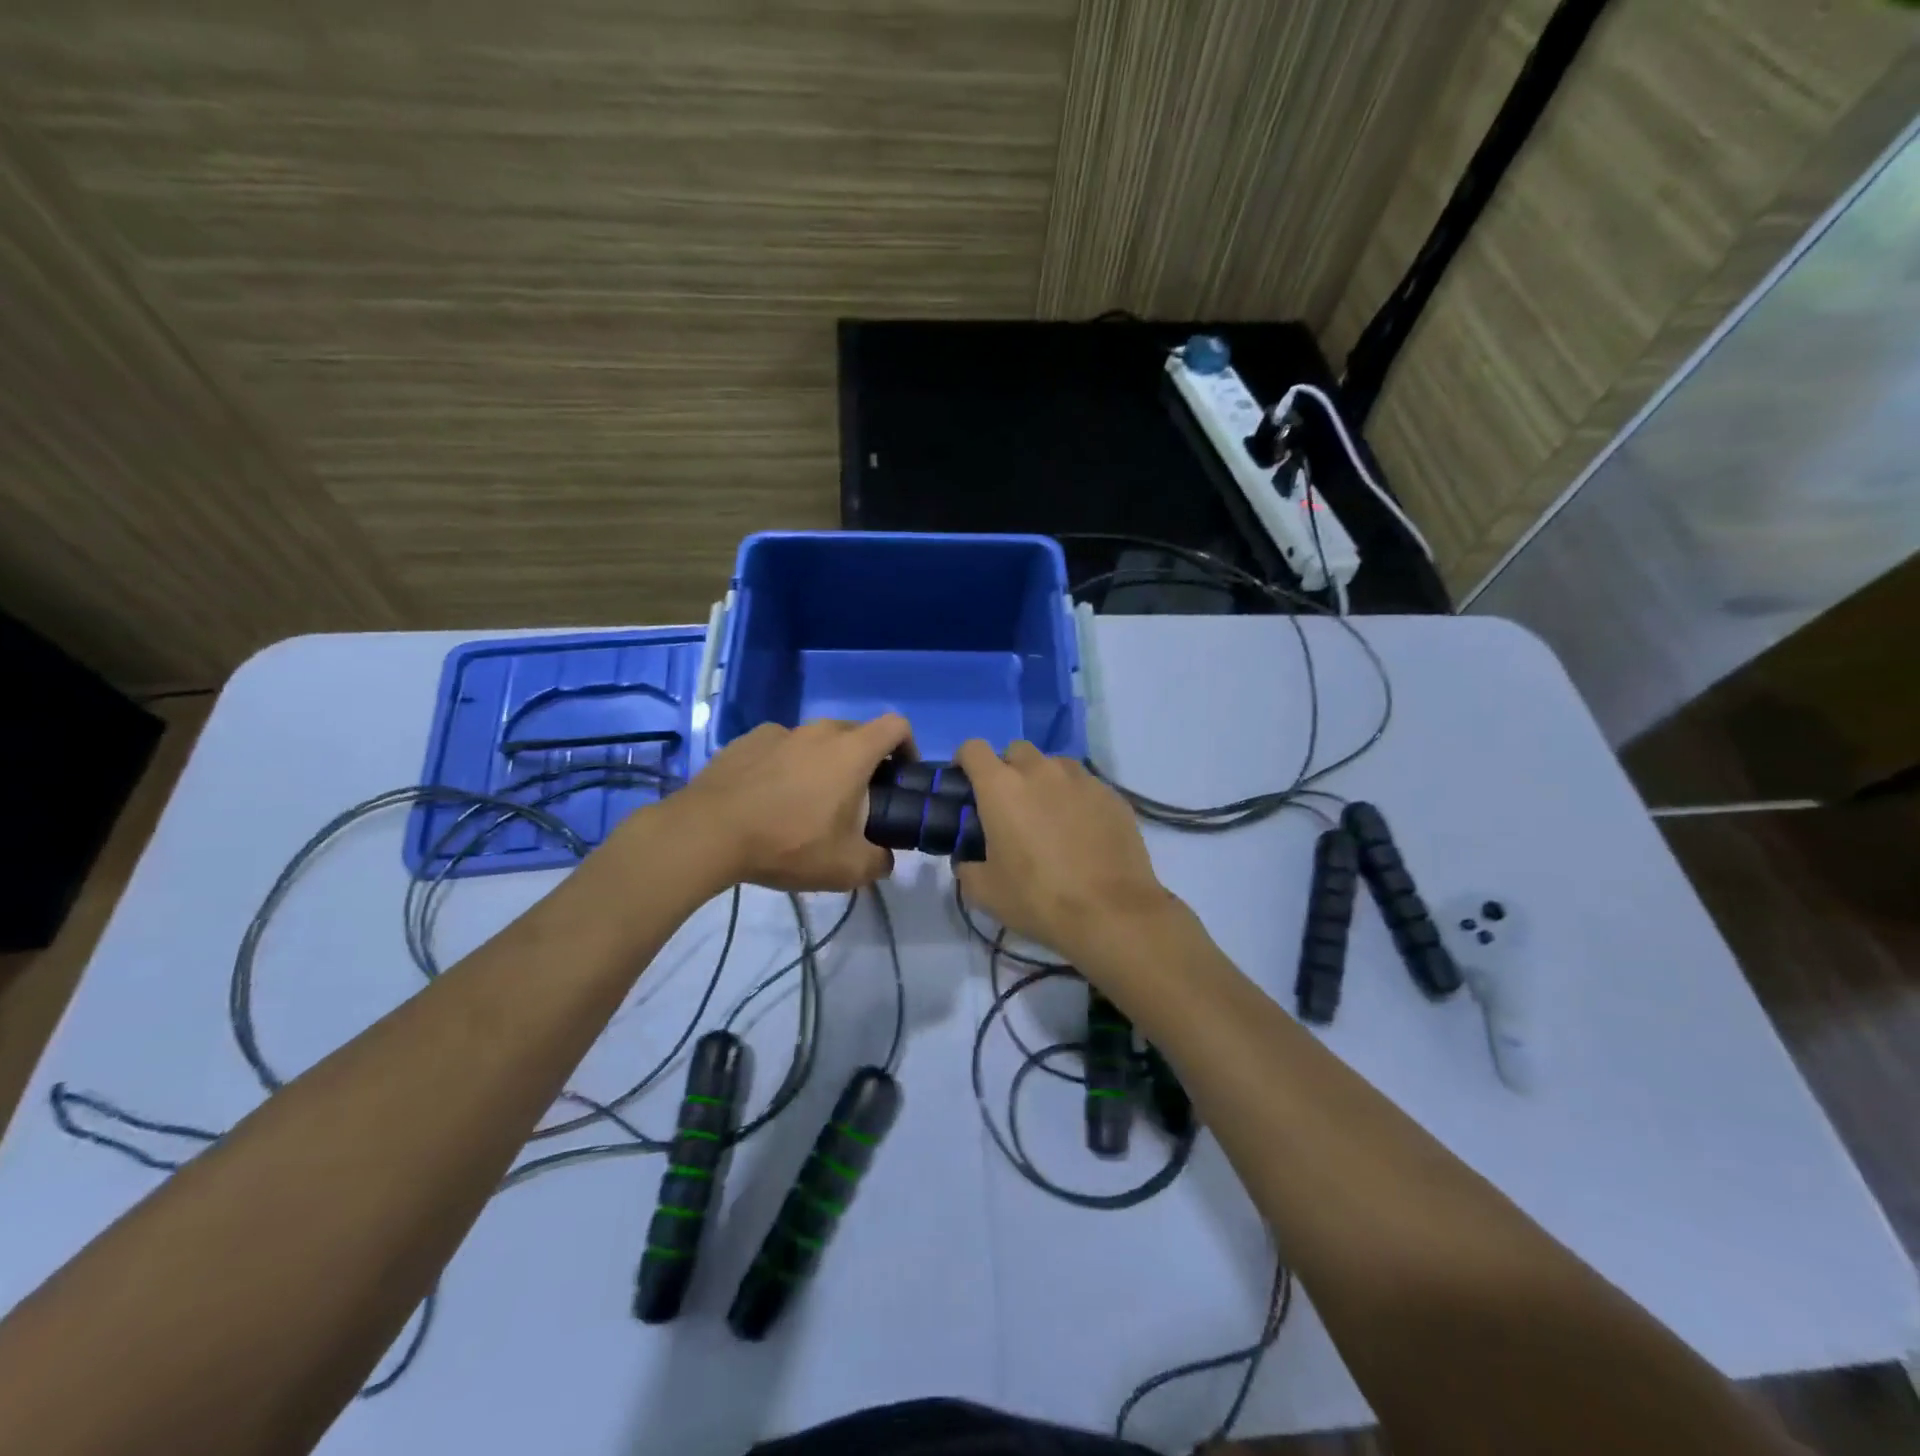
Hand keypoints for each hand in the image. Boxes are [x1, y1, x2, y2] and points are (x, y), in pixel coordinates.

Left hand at [647, 715, 913, 891]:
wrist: (708, 833)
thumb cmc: (787, 843)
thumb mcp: (845, 868)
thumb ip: (878, 862)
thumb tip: (883, 858)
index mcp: (851, 751)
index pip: (896, 726)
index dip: (908, 746)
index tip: (901, 776)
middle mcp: (819, 731)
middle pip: (856, 734)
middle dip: (864, 762)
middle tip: (855, 802)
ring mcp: (780, 731)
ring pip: (815, 741)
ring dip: (822, 764)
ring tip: (806, 803)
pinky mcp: (747, 740)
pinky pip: (780, 748)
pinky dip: (785, 766)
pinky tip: (768, 799)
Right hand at [953, 740, 1179, 966]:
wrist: (1111, 912)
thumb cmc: (1039, 898)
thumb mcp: (985, 892)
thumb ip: (967, 868)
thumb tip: (968, 861)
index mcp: (1001, 787)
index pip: (973, 748)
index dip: (965, 761)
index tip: (967, 784)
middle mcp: (1040, 771)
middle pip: (1016, 751)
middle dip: (1008, 771)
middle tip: (1010, 807)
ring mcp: (1081, 779)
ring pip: (1054, 765)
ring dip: (1044, 781)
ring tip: (1049, 818)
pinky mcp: (1111, 795)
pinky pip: (1085, 785)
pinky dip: (1076, 799)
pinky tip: (1082, 832)